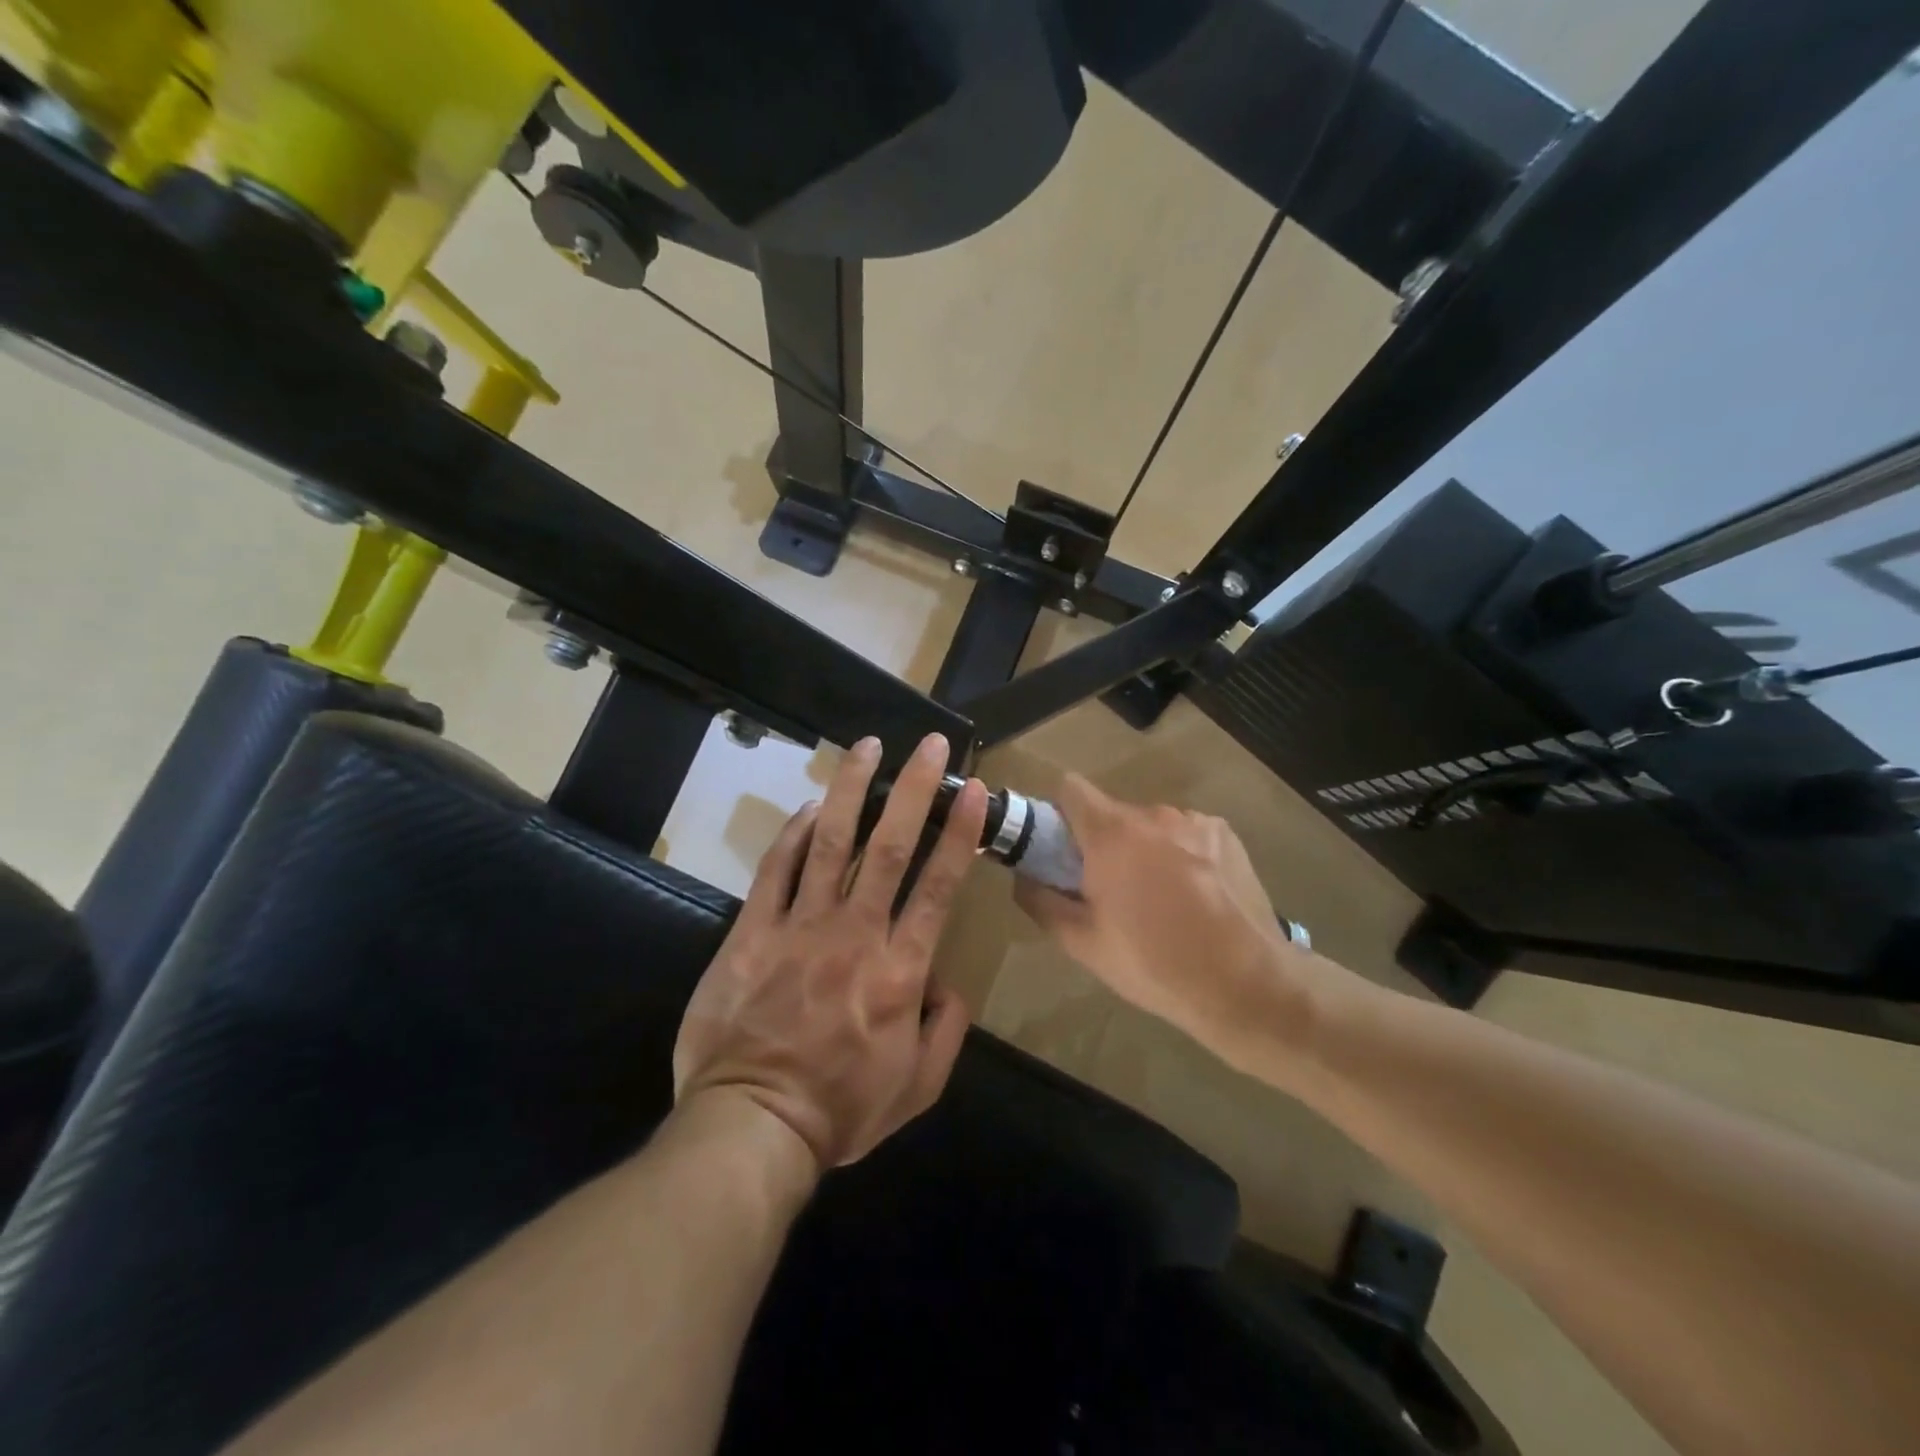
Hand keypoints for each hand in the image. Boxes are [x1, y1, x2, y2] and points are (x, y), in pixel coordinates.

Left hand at [674, 733, 988, 1172]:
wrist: (752, 1126)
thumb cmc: (841, 1110)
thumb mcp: (918, 1087)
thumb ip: (946, 1031)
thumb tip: (950, 984)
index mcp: (900, 970)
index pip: (939, 885)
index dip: (959, 832)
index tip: (972, 788)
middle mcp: (855, 933)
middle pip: (888, 846)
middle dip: (913, 789)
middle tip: (929, 744)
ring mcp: (800, 927)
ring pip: (831, 843)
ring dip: (852, 789)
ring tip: (868, 746)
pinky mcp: (752, 932)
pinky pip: (776, 870)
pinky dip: (795, 834)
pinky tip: (811, 806)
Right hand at [1014, 773, 1320, 1065]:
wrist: (1247, 984)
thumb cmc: (1154, 964)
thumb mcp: (1083, 944)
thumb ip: (1041, 902)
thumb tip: (1023, 877)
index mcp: (1112, 834)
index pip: (1070, 788)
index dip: (1059, 813)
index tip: (1061, 849)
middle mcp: (1153, 814)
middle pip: (1112, 813)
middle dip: (1104, 843)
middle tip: (1111, 891)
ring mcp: (1195, 821)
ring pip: (1152, 826)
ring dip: (1145, 849)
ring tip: (1161, 900)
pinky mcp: (1226, 834)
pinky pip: (1187, 834)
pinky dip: (1181, 854)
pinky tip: (1196, 896)